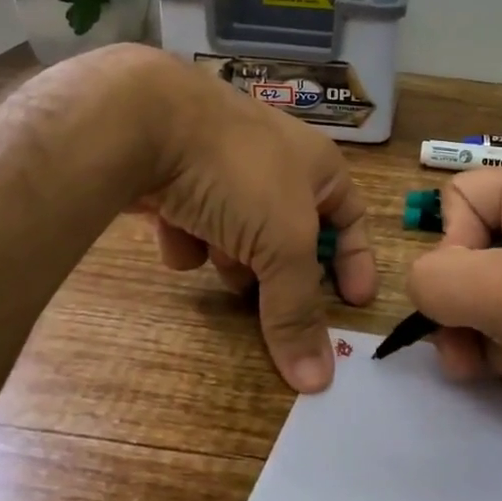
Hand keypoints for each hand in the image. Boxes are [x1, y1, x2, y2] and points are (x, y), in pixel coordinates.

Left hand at [91, 47, 376, 391]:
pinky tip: (173, 232)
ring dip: (231, 254)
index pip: (351, 219)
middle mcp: (275, 164)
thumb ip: (297, 310)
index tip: (353, 304)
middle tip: (271, 303)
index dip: (355, 261)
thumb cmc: (239, 173)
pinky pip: (196, 222)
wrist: (146, 120)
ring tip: (218, 257)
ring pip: (240, 233)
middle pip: (290, 235)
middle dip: (278, 269)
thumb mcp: (283, 243)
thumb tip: (319, 380)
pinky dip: (189, 235)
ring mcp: (223, 167)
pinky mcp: (177, 177)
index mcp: (316, 166)